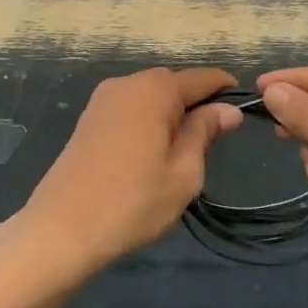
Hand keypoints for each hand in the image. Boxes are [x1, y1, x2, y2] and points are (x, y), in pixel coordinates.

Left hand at [19, 68, 242, 275]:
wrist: (61, 229)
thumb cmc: (132, 202)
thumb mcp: (183, 172)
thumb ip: (205, 132)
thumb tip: (228, 110)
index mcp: (154, 90)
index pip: (201, 78)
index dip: (225, 89)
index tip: (245, 107)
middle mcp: (127, 83)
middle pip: (173, 84)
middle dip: (196, 103)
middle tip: (214, 139)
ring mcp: (103, 99)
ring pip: (149, 96)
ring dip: (170, 113)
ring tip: (183, 150)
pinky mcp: (88, 118)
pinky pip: (130, 108)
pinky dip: (147, 120)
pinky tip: (152, 151)